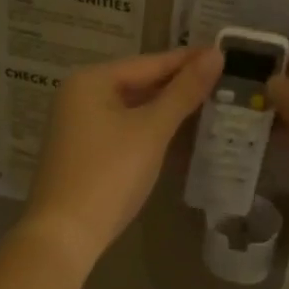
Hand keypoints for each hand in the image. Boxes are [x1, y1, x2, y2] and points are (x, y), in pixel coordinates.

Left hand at [20, 46, 223, 266]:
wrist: (65, 236)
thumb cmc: (109, 174)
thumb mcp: (152, 130)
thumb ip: (184, 92)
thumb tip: (216, 54)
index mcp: (90, 80)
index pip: (149, 63)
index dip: (187, 60)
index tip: (223, 53)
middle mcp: (79, 95)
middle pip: (138, 82)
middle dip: (177, 83)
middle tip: (221, 78)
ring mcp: (78, 124)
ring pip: (131, 106)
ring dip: (166, 106)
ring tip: (208, 100)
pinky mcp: (83, 150)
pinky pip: (123, 126)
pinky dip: (149, 126)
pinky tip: (176, 129)